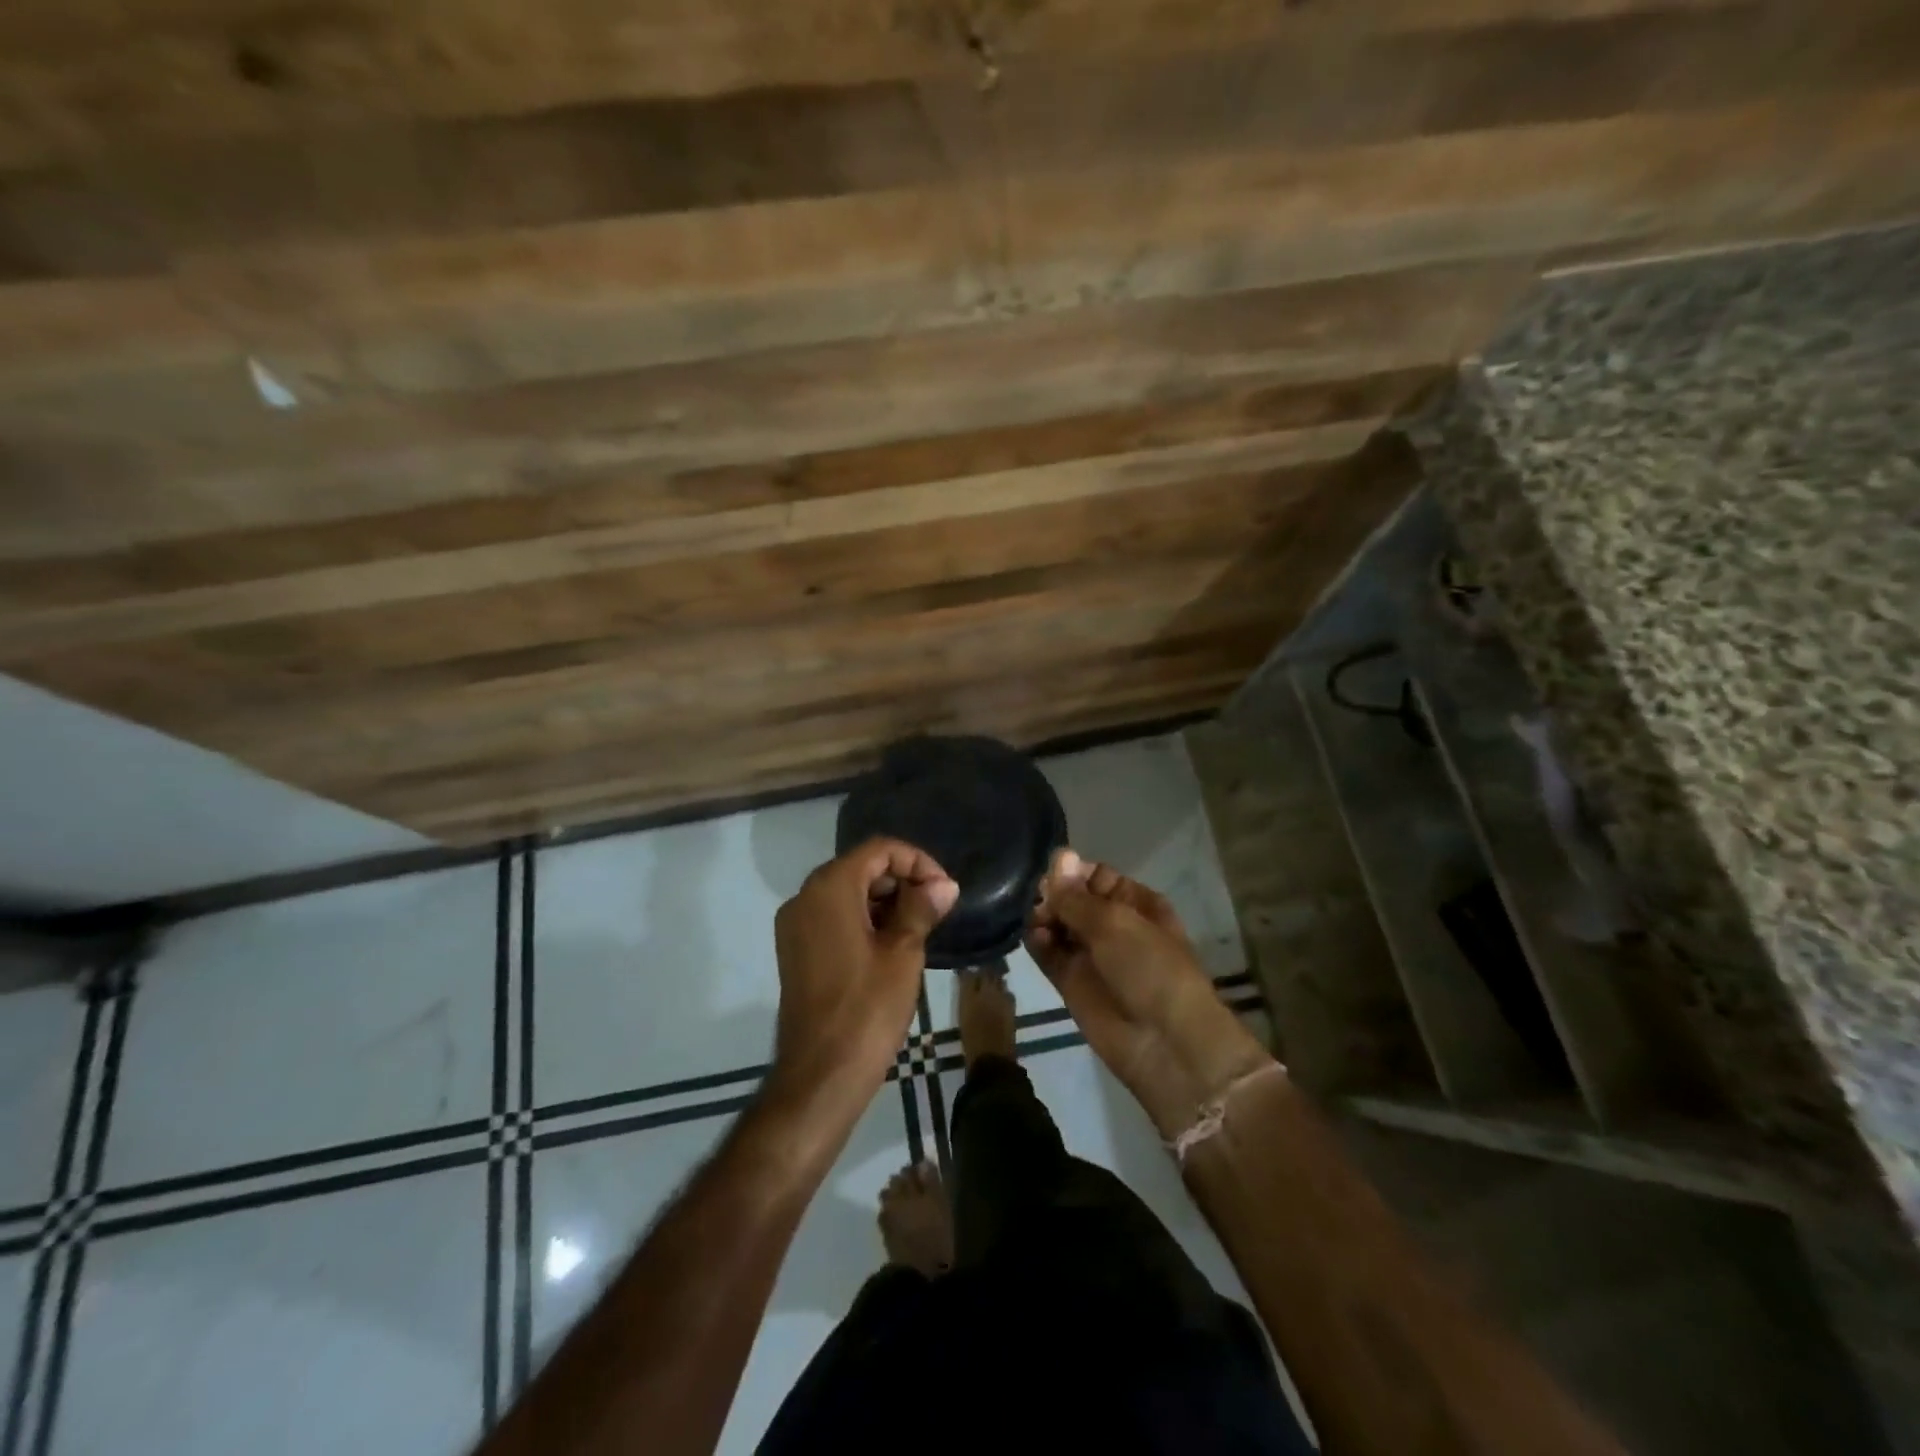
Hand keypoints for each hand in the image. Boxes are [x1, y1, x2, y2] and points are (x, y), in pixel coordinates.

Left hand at [771, 839, 957, 1106]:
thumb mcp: (903, 953)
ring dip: (885, 900)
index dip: (917, 861)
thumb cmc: (867, 1009)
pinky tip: (892, 943)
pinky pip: (833, 917)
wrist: (820, 1076)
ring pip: (847, 892)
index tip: (945, 890)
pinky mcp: (796, 950)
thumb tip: (943, 885)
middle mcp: (805, 897)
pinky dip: (863, 919)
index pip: (879, 850)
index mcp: (829, 889)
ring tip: (920, 926)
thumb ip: (922, 908)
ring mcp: (795, 925)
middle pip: (860, 867)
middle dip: (902, 880)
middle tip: (937, 908)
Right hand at [1027, 850, 1271, 1138]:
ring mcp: (1091, 955)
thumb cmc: (1150, 968)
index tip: (1053, 873)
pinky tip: (1036, 937)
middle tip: (1042, 900)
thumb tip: (1058, 855)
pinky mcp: (1071, 982)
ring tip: (1039, 920)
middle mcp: (1112, 925)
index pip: (1095, 876)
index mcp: (1136, 903)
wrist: (1164, 1043)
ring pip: (1058, 925)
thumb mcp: (1116, 922)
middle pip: (1072, 899)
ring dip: (1044, 917)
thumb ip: (1077, 895)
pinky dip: (1038, 943)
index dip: (1073, 872)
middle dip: (1055, 895)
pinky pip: (1049, 954)